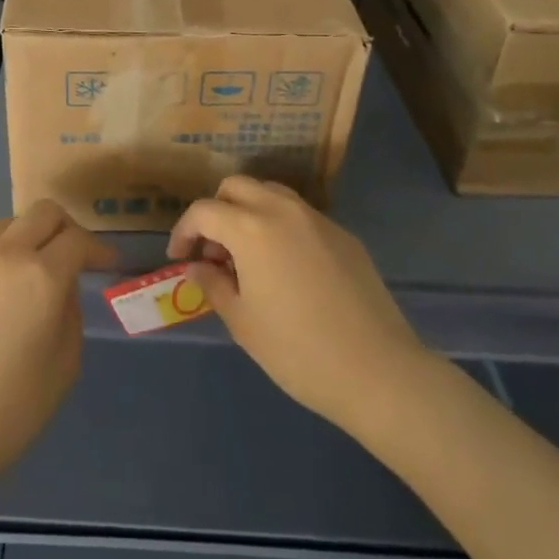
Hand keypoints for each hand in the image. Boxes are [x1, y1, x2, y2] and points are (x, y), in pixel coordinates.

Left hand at [0, 200, 116, 492]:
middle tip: (74, 257)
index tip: (108, 264)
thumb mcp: (64, 366)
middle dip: (66, 228)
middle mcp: (6, 253)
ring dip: (28, 237)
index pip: (78, 240)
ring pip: (8, 223)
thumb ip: (70, 313)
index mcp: (42, 276)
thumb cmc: (8, 410)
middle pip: (44, 213)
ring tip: (32, 269)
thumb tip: (62, 288)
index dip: (99, 249)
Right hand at [168, 176, 428, 437]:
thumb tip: (197, 267)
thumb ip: (213, 285)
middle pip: (237, 186)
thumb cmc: (298, 351)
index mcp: (250, 228)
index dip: (184, 231)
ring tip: (248, 255)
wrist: (378, 372)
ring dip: (249, 211)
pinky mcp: (344, 235)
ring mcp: (317, 219)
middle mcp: (282, 209)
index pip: (203, 211)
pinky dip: (281, 226)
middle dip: (216, 210)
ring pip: (271, 193)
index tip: (180, 257)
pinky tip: (287, 268)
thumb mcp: (243, 322)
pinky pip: (301, 216)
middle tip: (214, 250)